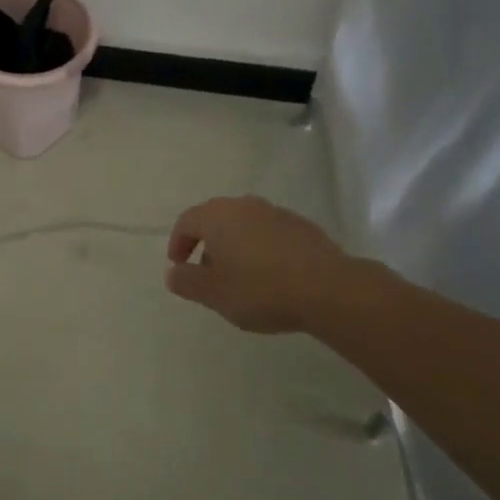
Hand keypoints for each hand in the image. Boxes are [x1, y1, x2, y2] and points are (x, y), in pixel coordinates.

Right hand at [166, 195, 357, 333]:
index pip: (187, 222)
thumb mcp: (214, 293)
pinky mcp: (302, 226)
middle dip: (208, 245)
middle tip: (209, 274)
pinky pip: (271, 234)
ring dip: (237, 246)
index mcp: (216, 216)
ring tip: (243, 278)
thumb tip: (173, 273)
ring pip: (245, 225)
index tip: (179, 267)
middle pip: (216, 220)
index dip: (178, 243)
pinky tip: (273, 276)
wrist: (327, 288)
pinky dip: (263, 249)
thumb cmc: (260, 289)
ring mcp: (275, 213)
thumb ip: (187, 282)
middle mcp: (243, 206)